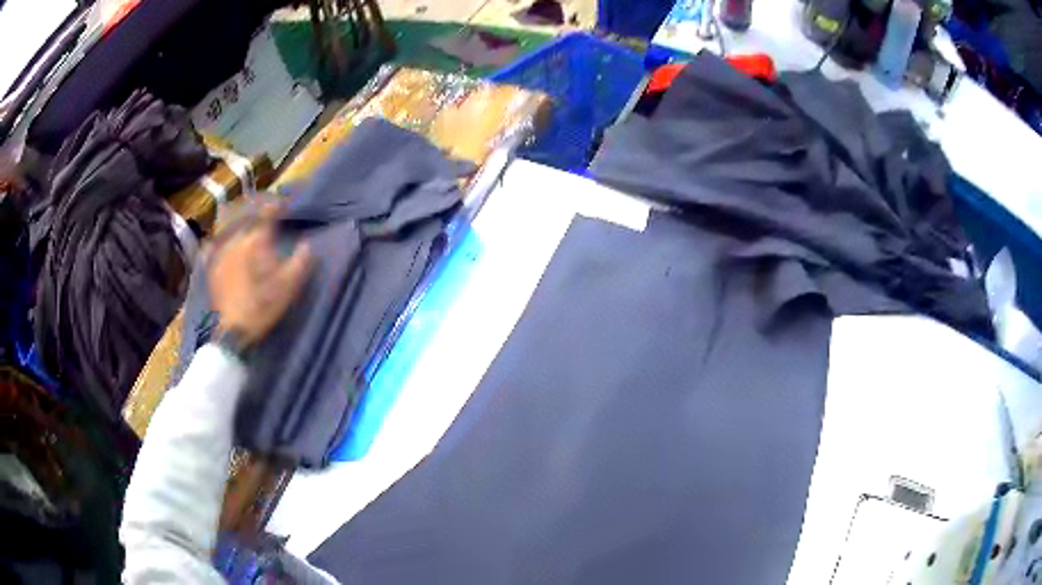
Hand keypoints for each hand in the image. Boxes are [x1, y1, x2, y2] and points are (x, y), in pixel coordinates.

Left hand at [207, 202, 312, 346]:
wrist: (233, 332)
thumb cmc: (262, 307)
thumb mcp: (288, 287)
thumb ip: (300, 262)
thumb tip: (307, 244)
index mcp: (255, 241)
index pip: (266, 213)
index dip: (276, 206)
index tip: (285, 205)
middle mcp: (236, 240)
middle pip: (245, 212)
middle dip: (257, 205)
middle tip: (266, 204)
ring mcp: (221, 251)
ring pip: (228, 223)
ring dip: (238, 214)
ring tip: (244, 213)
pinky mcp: (212, 264)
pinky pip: (214, 240)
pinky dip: (220, 233)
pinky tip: (221, 234)